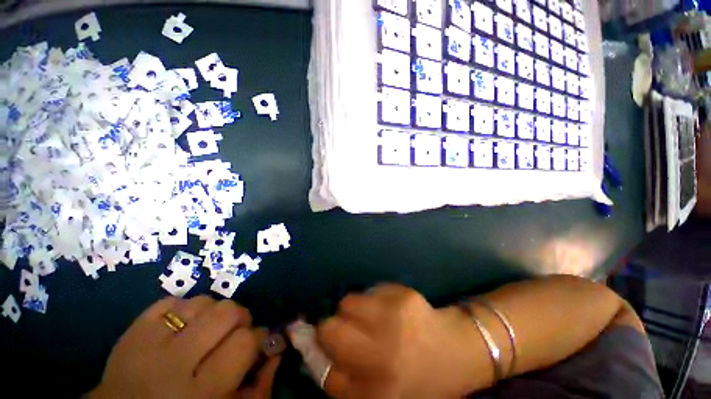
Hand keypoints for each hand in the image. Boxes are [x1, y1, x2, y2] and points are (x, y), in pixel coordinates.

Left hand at [88, 296, 279, 398]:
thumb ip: (260, 386)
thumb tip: (276, 348)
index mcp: (202, 393)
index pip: (245, 342)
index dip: (258, 337)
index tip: (257, 341)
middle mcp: (175, 364)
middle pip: (227, 313)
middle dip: (240, 318)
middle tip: (235, 331)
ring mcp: (150, 343)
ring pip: (202, 301)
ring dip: (213, 312)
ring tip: (208, 329)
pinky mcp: (132, 330)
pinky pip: (171, 301)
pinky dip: (184, 308)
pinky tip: (183, 326)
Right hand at [317, 285, 479, 398]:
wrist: (456, 351)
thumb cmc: (416, 379)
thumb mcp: (378, 395)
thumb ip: (344, 379)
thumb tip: (314, 349)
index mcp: (376, 391)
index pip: (325, 373)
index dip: (320, 356)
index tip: (325, 348)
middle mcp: (382, 355)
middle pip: (329, 329)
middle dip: (332, 329)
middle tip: (348, 331)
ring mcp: (394, 318)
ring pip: (347, 302)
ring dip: (352, 310)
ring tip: (371, 319)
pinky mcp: (403, 295)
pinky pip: (370, 289)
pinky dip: (372, 298)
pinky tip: (389, 309)